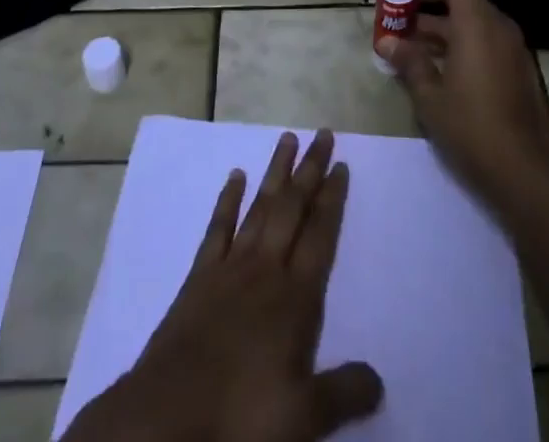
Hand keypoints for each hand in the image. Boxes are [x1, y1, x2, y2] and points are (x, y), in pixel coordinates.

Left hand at [64, 129, 382, 441]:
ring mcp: (230, 267)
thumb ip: (344, 392)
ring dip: (276, 172)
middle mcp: (266, 268)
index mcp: (295, 297)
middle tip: (323, 134)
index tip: (342, 166)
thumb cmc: (242, 416)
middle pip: (293, 208)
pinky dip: (228, 200)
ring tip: (288, 138)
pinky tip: (235, 175)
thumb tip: (379, 379)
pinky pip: (218, 227)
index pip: (321, 235)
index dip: (333, 199)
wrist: (168, 416)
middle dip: (311, 170)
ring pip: (260, 207)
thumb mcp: (305, 418)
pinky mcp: (200, 276)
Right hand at [382, 0, 548, 203]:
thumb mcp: (430, 96)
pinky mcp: (517, 69)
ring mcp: (511, 47)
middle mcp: (498, 25)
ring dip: (440, 24)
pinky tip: (436, 68)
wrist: (527, 174)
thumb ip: (409, 61)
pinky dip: (458, 41)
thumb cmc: (473, 128)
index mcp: (477, 21)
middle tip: (398, 17)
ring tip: (408, 45)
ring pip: (471, 19)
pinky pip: (484, 39)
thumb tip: (387, 42)